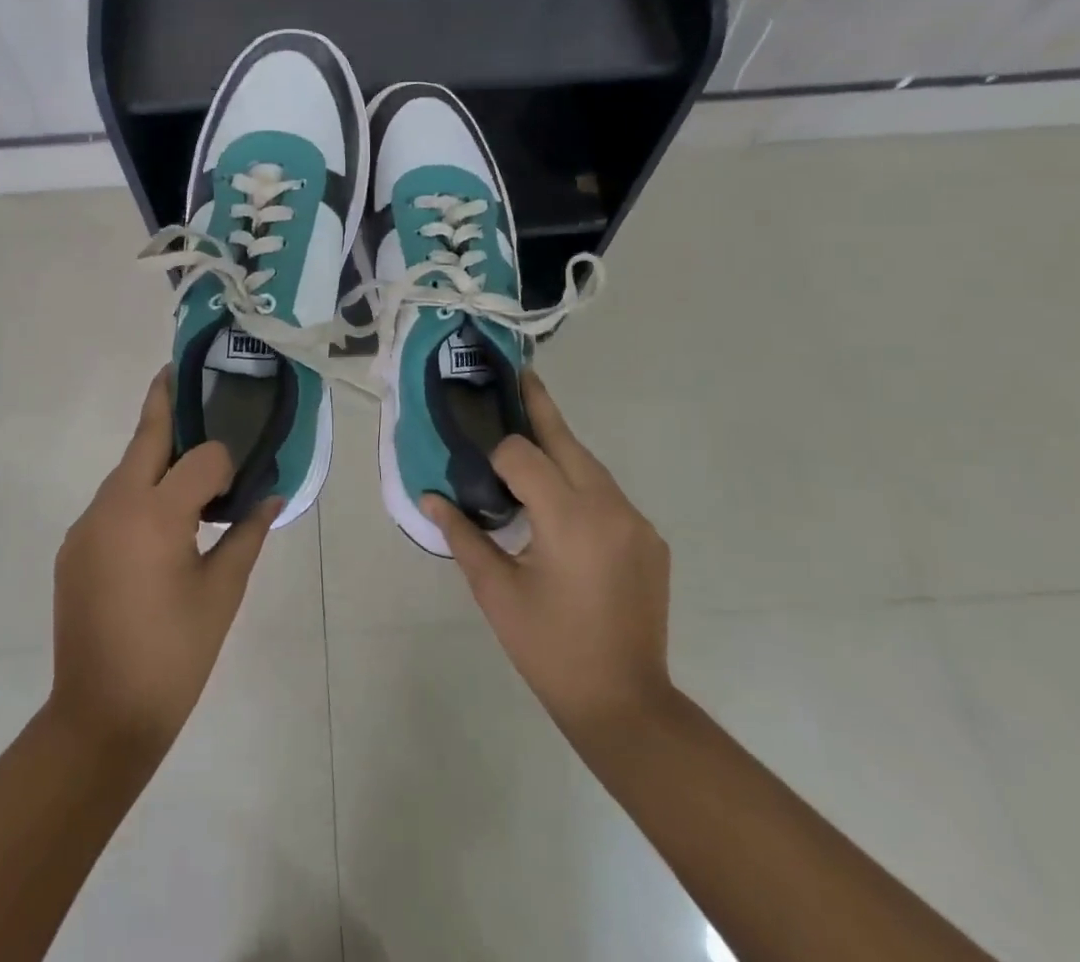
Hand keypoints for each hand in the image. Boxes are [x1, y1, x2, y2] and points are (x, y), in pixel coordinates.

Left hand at [49, 370, 280, 755]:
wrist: (99, 719)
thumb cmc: (174, 655)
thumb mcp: (222, 593)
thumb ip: (248, 534)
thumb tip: (273, 496)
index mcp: (156, 515)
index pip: (201, 458)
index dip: (226, 463)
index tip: (239, 484)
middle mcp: (114, 506)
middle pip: (146, 438)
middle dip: (165, 402)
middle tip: (181, 372)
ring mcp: (87, 525)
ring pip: (126, 471)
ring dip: (154, 458)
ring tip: (186, 461)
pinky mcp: (74, 546)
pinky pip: (111, 503)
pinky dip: (137, 494)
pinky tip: (156, 522)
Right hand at [422, 370, 674, 743]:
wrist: (625, 703)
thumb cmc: (550, 648)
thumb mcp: (496, 592)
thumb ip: (462, 534)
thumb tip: (430, 496)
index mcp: (569, 518)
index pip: (523, 454)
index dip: (496, 453)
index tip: (478, 467)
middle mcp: (609, 507)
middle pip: (566, 440)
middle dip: (538, 407)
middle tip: (516, 376)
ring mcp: (636, 521)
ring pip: (589, 464)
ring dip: (558, 450)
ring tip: (527, 443)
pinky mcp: (649, 538)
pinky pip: (607, 493)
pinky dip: (580, 484)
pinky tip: (560, 505)